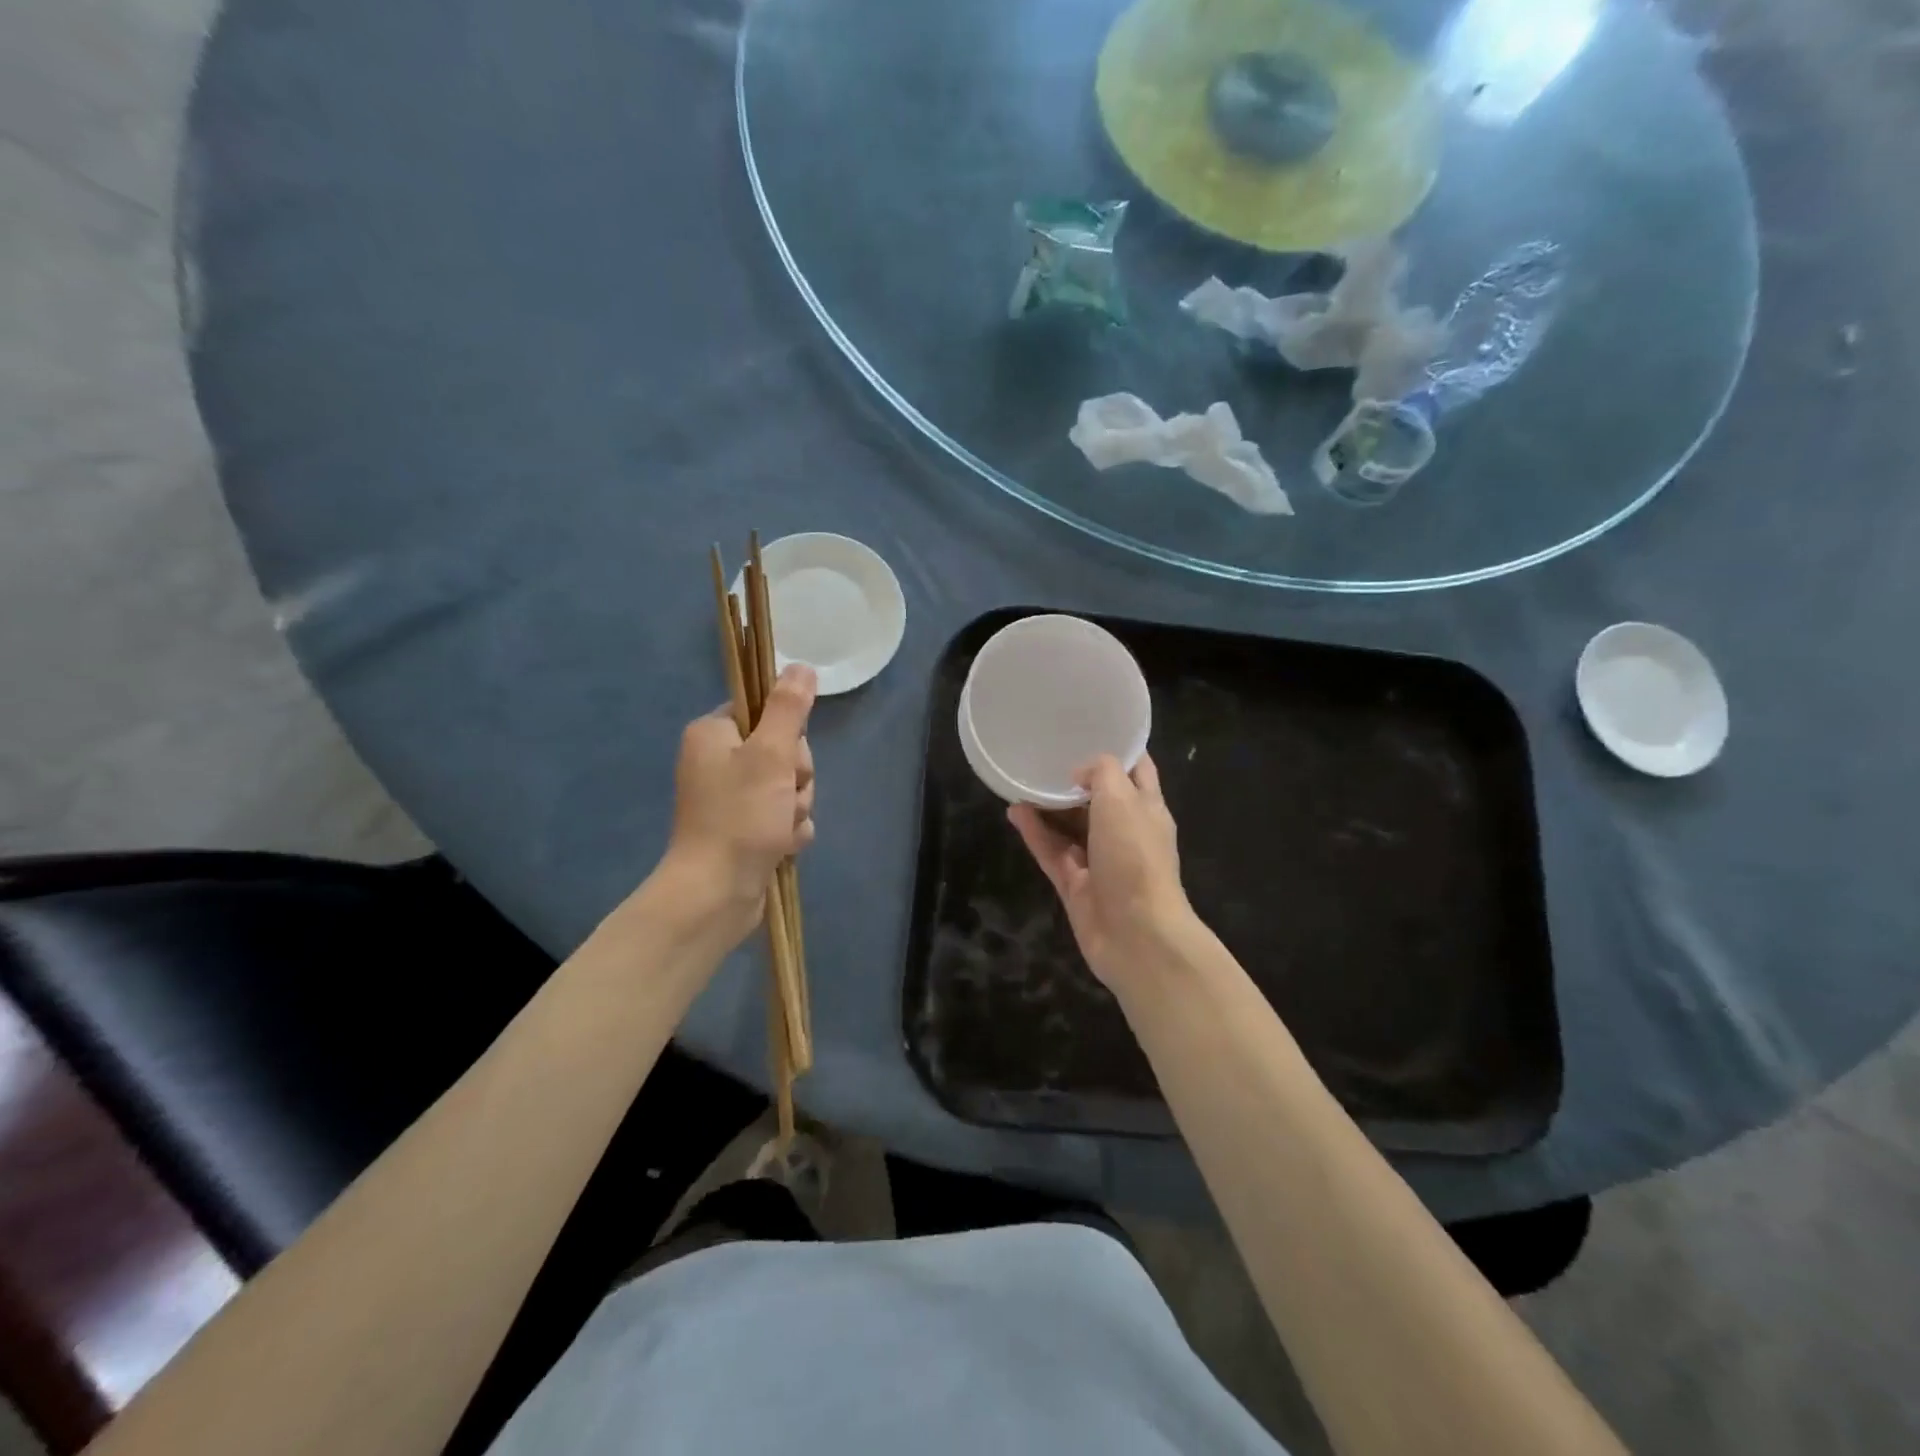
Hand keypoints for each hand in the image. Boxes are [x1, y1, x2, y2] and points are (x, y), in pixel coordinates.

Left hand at [661, 664, 817, 945]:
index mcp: (713, 734)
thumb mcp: (770, 754)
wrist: (716, 894)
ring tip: (780, 828)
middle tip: (784, 797)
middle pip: (784, 750)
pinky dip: (790, 830)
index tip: (785, 756)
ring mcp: (732, 798)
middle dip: (796, 777)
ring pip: (790, 785)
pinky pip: (785, 815)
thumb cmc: (740, 817)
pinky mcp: (745, 828)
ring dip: (797, 807)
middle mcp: (718, 761)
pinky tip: (782, 845)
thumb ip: (789, 708)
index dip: (787, 734)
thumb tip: (801, 666)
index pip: (765, 711)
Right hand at [1009, 753, 1194, 992]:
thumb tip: (1080, 773)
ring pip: (1071, 826)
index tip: (1090, 726)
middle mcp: (1125, 832)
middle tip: (1044, 752)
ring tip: (1021, 780)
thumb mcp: (1123, 799)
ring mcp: (1099, 860)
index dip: (1118, 748)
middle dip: (1076, 778)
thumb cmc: (1135, 857)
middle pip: (1099, 798)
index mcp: (1147, 808)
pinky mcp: (1076, 884)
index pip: (1137, 769)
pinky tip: (1014, 811)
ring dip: (1049, 805)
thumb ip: (1101, 773)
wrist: (1136, 934)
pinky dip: (1035, 833)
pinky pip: (1052, 851)